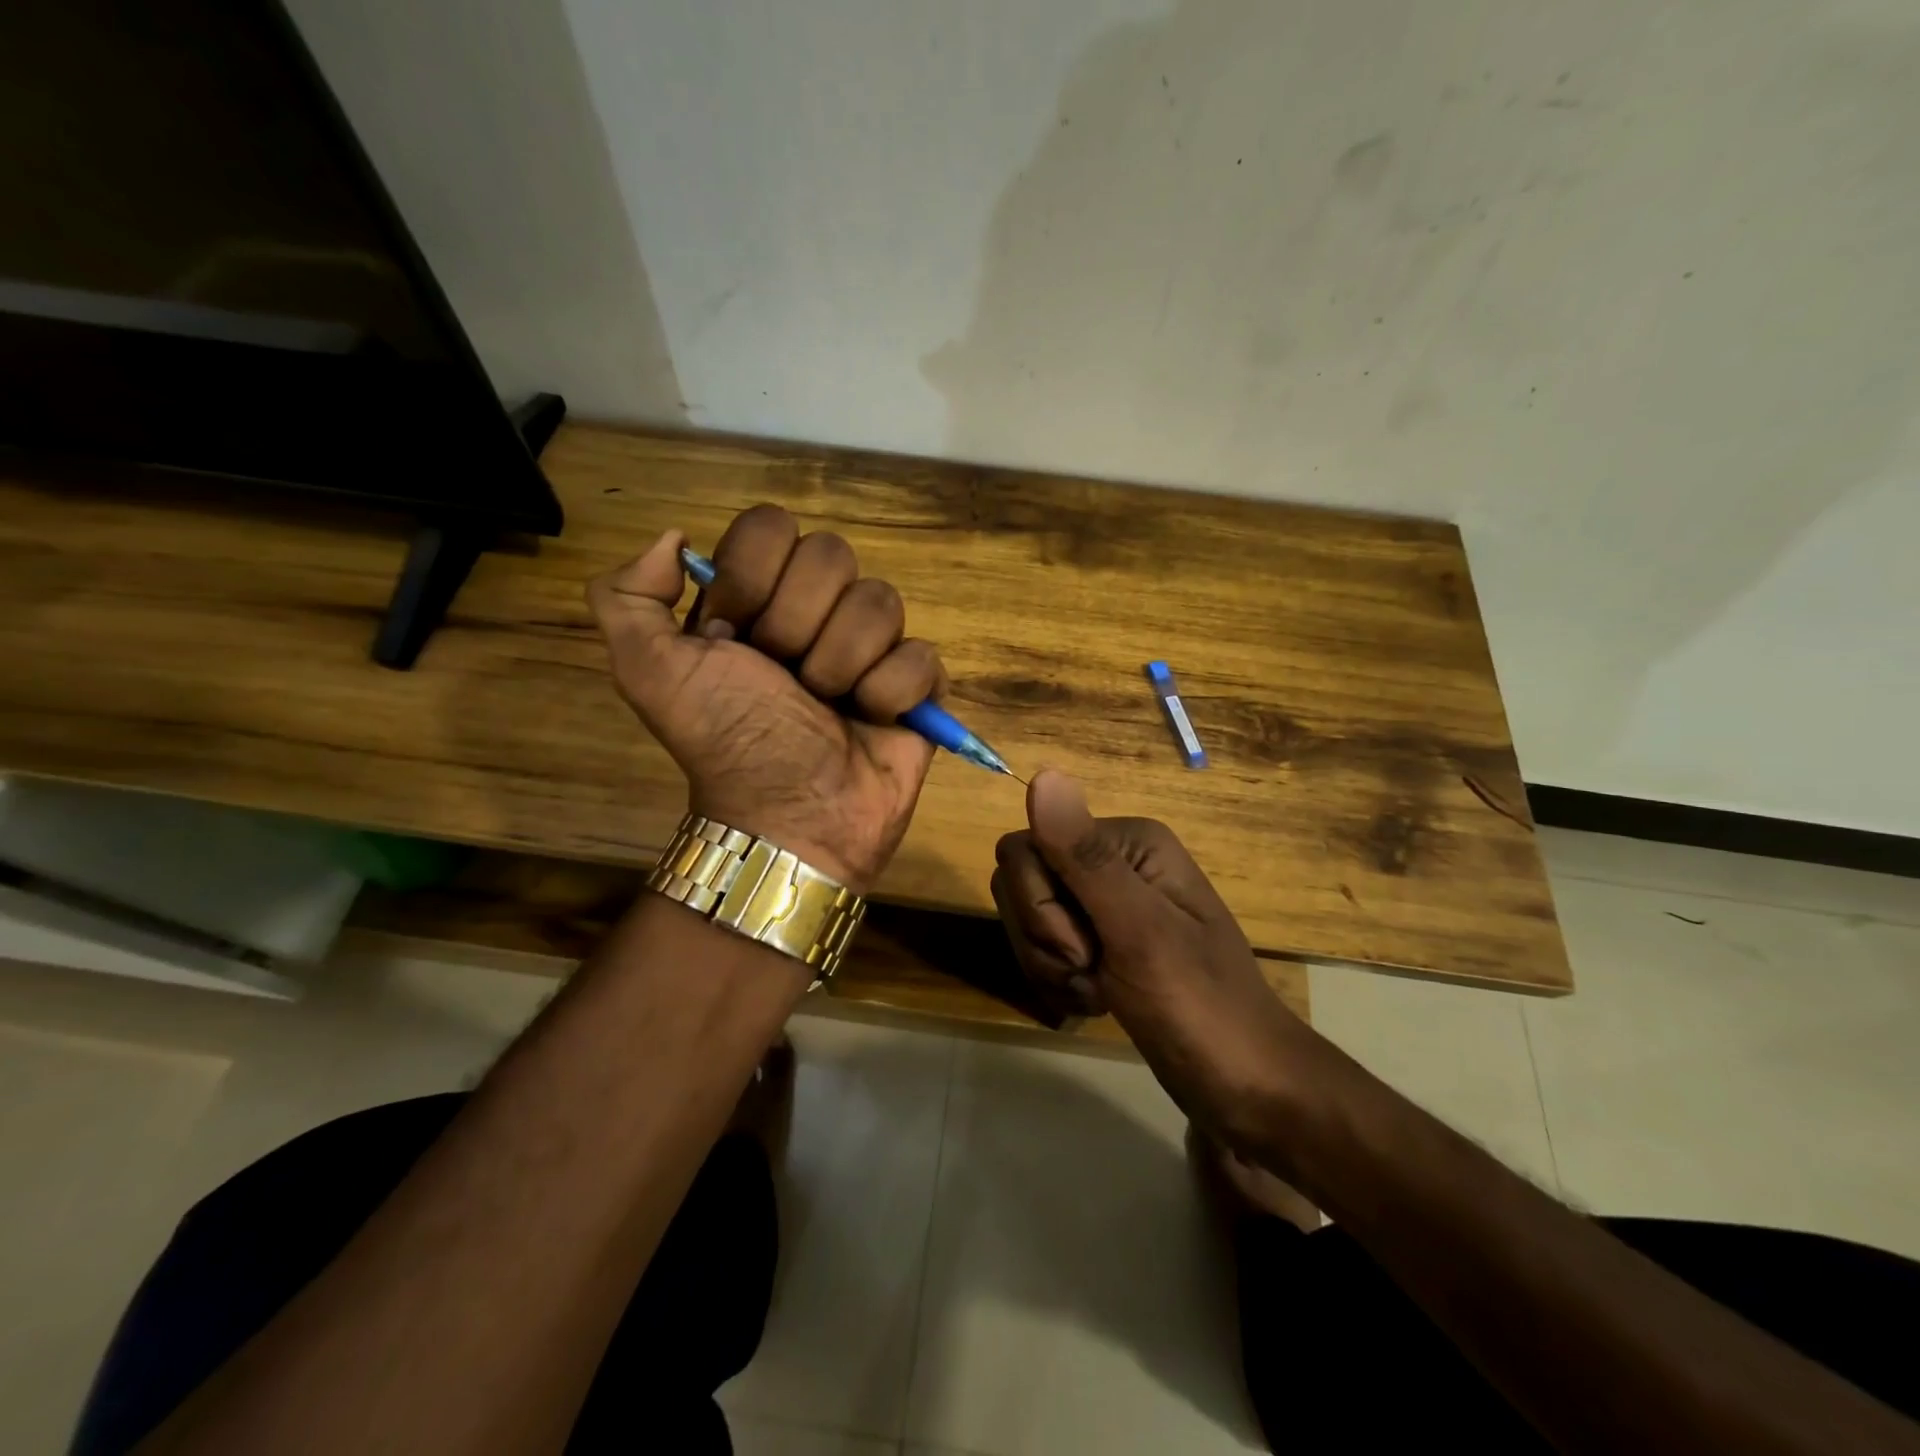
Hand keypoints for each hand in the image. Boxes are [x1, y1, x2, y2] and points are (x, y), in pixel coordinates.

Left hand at [588, 505, 946, 892]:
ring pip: (881, 600)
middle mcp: (816, 611)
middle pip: (832, 554)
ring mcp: (871, 646)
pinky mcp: (917, 685)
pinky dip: (890, 694)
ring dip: (842, 664)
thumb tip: (677, 538)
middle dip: (797, 626)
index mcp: (757, 598)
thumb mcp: (648, 671)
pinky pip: (921, 656)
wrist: (788, 818)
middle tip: (784, 679)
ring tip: (827, 708)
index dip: (753, 575)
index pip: (771, 526)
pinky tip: (871, 721)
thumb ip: (625, 595)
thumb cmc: (725, 741)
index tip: (733, 634)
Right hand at [991, 770, 1312, 1149]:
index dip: (1039, 904)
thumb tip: (1042, 774)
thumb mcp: (1139, 931)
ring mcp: (1104, 902)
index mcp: (1126, 841)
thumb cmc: (1200, 1007)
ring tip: (1098, 991)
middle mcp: (1111, 860)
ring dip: (1050, 965)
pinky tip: (1096, 1000)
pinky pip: (1042, 946)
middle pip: (1020, 881)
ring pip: (1026, 917)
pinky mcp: (1099, 939)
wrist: (1244, 1087)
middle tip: (1092, 969)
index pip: (1026, 847)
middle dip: (1043, 938)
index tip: (1086, 947)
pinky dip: (1058, 980)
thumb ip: (1085, 858)